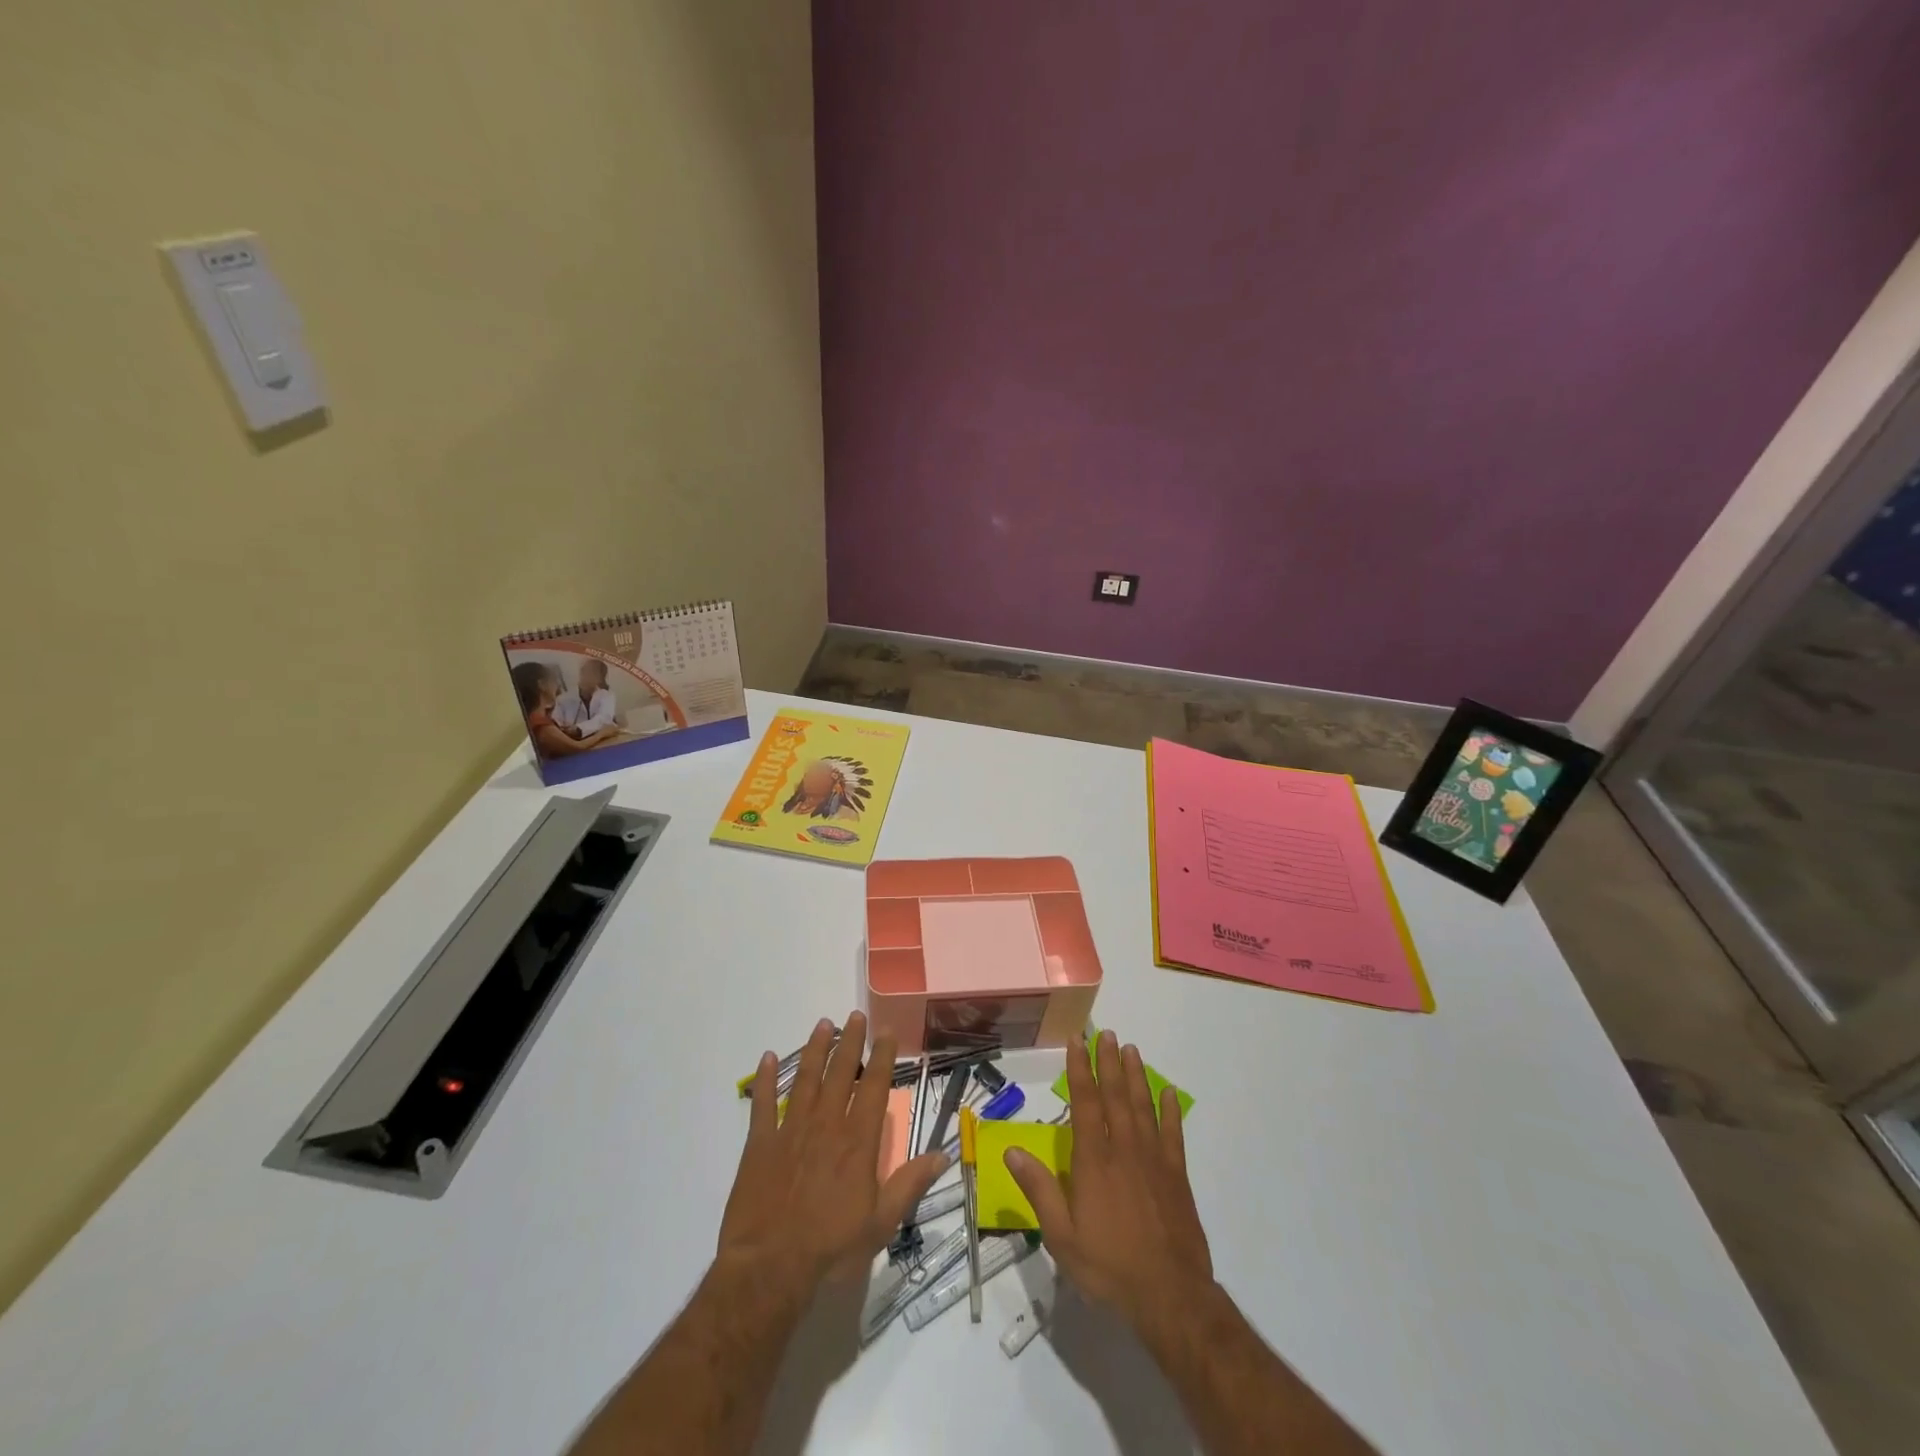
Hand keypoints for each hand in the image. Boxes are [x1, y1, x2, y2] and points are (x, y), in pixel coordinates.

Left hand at [718, 1011, 946, 1295]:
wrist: (770, 1268)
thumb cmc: (831, 1248)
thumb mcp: (881, 1223)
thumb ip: (909, 1184)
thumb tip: (942, 1155)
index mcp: (858, 1142)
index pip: (875, 1087)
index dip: (882, 1057)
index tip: (886, 1032)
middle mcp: (827, 1125)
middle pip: (841, 1073)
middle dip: (850, 1042)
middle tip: (854, 1016)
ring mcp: (791, 1130)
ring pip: (806, 1079)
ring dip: (815, 1050)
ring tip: (823, 1024)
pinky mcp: (760, 1144)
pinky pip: (763, 1103)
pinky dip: (765, 1079)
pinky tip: (768, 1057)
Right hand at [1006, 1030, 1212, 1335]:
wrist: (1170, 1296)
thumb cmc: (1109, 1266)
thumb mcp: (1061, 1236)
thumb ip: (1039, 1189)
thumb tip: (1012, 1150)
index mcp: (1093, 1161)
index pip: (1084, 1103)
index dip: (1080, 1069)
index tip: (1077, 1041)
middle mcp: (1124, 1150)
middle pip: (1115, 1096)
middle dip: (1109, 1062)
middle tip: (1107, 1034)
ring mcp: (1154, 1160)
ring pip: (1143, 1107)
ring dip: (1136, 1076)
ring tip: (1132, 1050)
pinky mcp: (1177, 1176)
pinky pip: (1173, 1134)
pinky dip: (1170, 1111)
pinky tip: (1168, 1093)